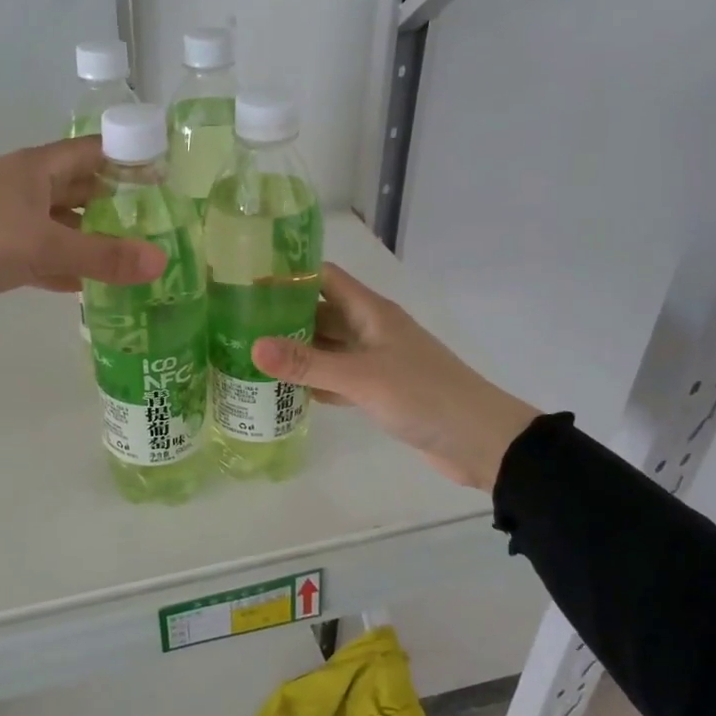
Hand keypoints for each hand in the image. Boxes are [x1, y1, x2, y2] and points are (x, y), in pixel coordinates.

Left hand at [0, 137, 164, 326]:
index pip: (99, 152)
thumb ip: (101, 256)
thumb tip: (162, 261)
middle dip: (122, 207)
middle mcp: (27, 188)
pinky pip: (43, 257)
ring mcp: (9, 221)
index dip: (135, 161)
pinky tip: (92, 289)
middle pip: (85, 190)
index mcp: (38, 168)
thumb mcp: (41, 246)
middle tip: (166, 232)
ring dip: (96, 242)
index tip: (174, 184)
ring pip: (65, 227)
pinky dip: (66, 270)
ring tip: (140, 262)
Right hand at [252, 263, 539, 491]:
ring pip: (326, 348)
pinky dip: (312, 382)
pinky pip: (336, 378)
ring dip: (294, 352)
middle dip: (282, 316)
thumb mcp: (362, 377)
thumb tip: (253, 347)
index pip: (324, 277)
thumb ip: (308, 363)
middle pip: (319, 313)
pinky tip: (283, 391)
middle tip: (235, 324)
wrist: (480, 441)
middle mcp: (370, 330)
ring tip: (247, 355)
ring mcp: (374, 361)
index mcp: (371, 312)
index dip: (289, 274)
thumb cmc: (424, 396)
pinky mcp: (377, 391)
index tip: (246, 281)